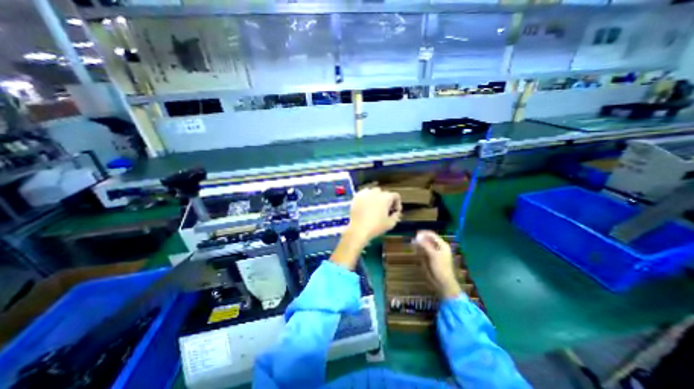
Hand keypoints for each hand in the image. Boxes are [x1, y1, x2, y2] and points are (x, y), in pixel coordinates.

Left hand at [331, 188, 401, 270]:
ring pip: (373, 192)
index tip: (395, 211)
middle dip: (386, 200)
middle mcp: (376, 192)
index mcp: (386, 197)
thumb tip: (396, 212)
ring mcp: (365, 193)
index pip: (395, 196)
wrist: (358, 230)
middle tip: (385, 210)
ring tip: (375, 207)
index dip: (397, 203)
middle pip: (384, 193)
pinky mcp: (356, 196)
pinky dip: (367, 198)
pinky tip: (366, 206)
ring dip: (376, 198)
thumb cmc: (376, 227)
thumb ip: (396, 215)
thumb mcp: (391, 223)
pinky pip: (364, 194)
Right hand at [414, 230, 462, 298]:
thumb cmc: (441, 267)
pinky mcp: (429, 257)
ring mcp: (433, 252)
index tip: (415, 234)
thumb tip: (416, 237)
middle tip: (413, 240)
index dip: (424, 233)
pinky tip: (414, 250)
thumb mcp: (433, 255)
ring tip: (412, 244)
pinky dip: (418, 249)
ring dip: (418, 244)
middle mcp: (438, 247)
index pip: (432, 235)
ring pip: (424, 244)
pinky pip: (423, 250)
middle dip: (420, 239)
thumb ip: (425, 245)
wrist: (443, 282)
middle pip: (427, 239)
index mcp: (442, 245)